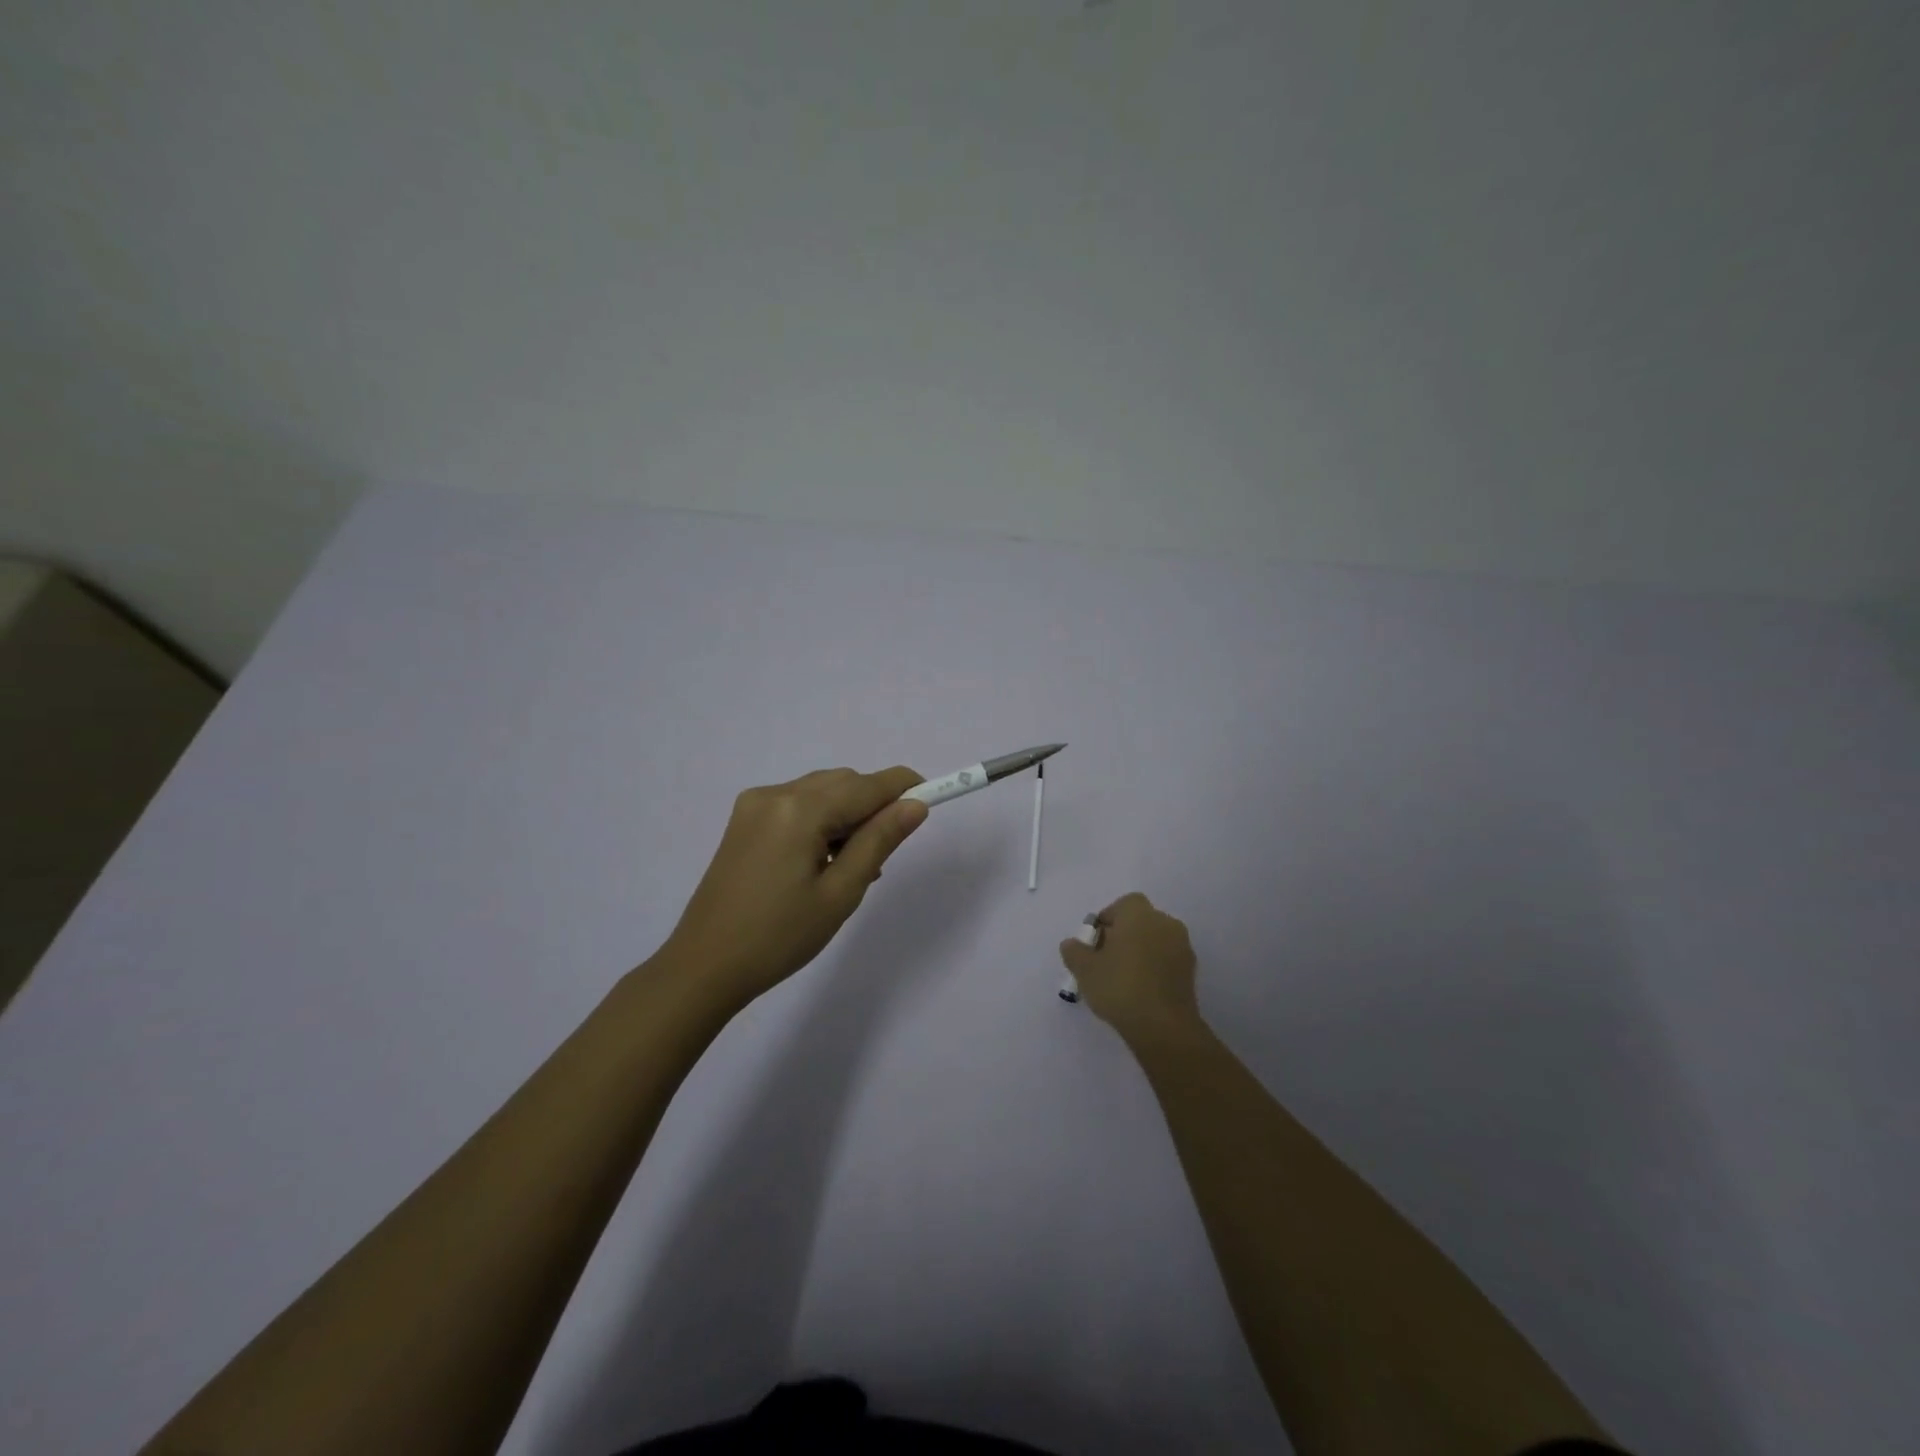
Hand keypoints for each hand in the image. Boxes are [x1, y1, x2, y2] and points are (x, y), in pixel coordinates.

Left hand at [661, 766, 927, 1007]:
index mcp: (799, 809)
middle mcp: (775, 794)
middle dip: (873, 806)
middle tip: (883, 856)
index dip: (905, 787)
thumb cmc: (780, 937)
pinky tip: (821, 861)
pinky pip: (798, 805)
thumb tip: (916, 804)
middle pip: (843, 782)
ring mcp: (755, 804)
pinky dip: (820, 821)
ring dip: (847, 815)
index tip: (933, 798)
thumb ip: (880, 841)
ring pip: (821, 792)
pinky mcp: (744, 820)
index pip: (867, 785)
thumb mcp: (841, 893)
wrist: (704, 966)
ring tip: (850, 867)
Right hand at [1059, 892, 1200, 1040]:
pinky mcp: (1191, 972)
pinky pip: (1167, 960)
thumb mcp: (1084, 969)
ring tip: (1123, 978)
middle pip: (1140, 921)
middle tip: (1105, 960)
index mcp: (1139, 914)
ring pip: (1155, 940)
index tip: (1095, 942)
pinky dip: (1155, 968)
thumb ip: (1074, 951)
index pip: (1123, 904)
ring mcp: (1182, 947)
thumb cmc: (1119, 987)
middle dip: (1123, 935)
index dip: (1108, 919)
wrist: (1163, 1026)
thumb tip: (1073, 944)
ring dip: (1140, 952)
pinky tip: (1141, 990)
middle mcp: (1165, 923)